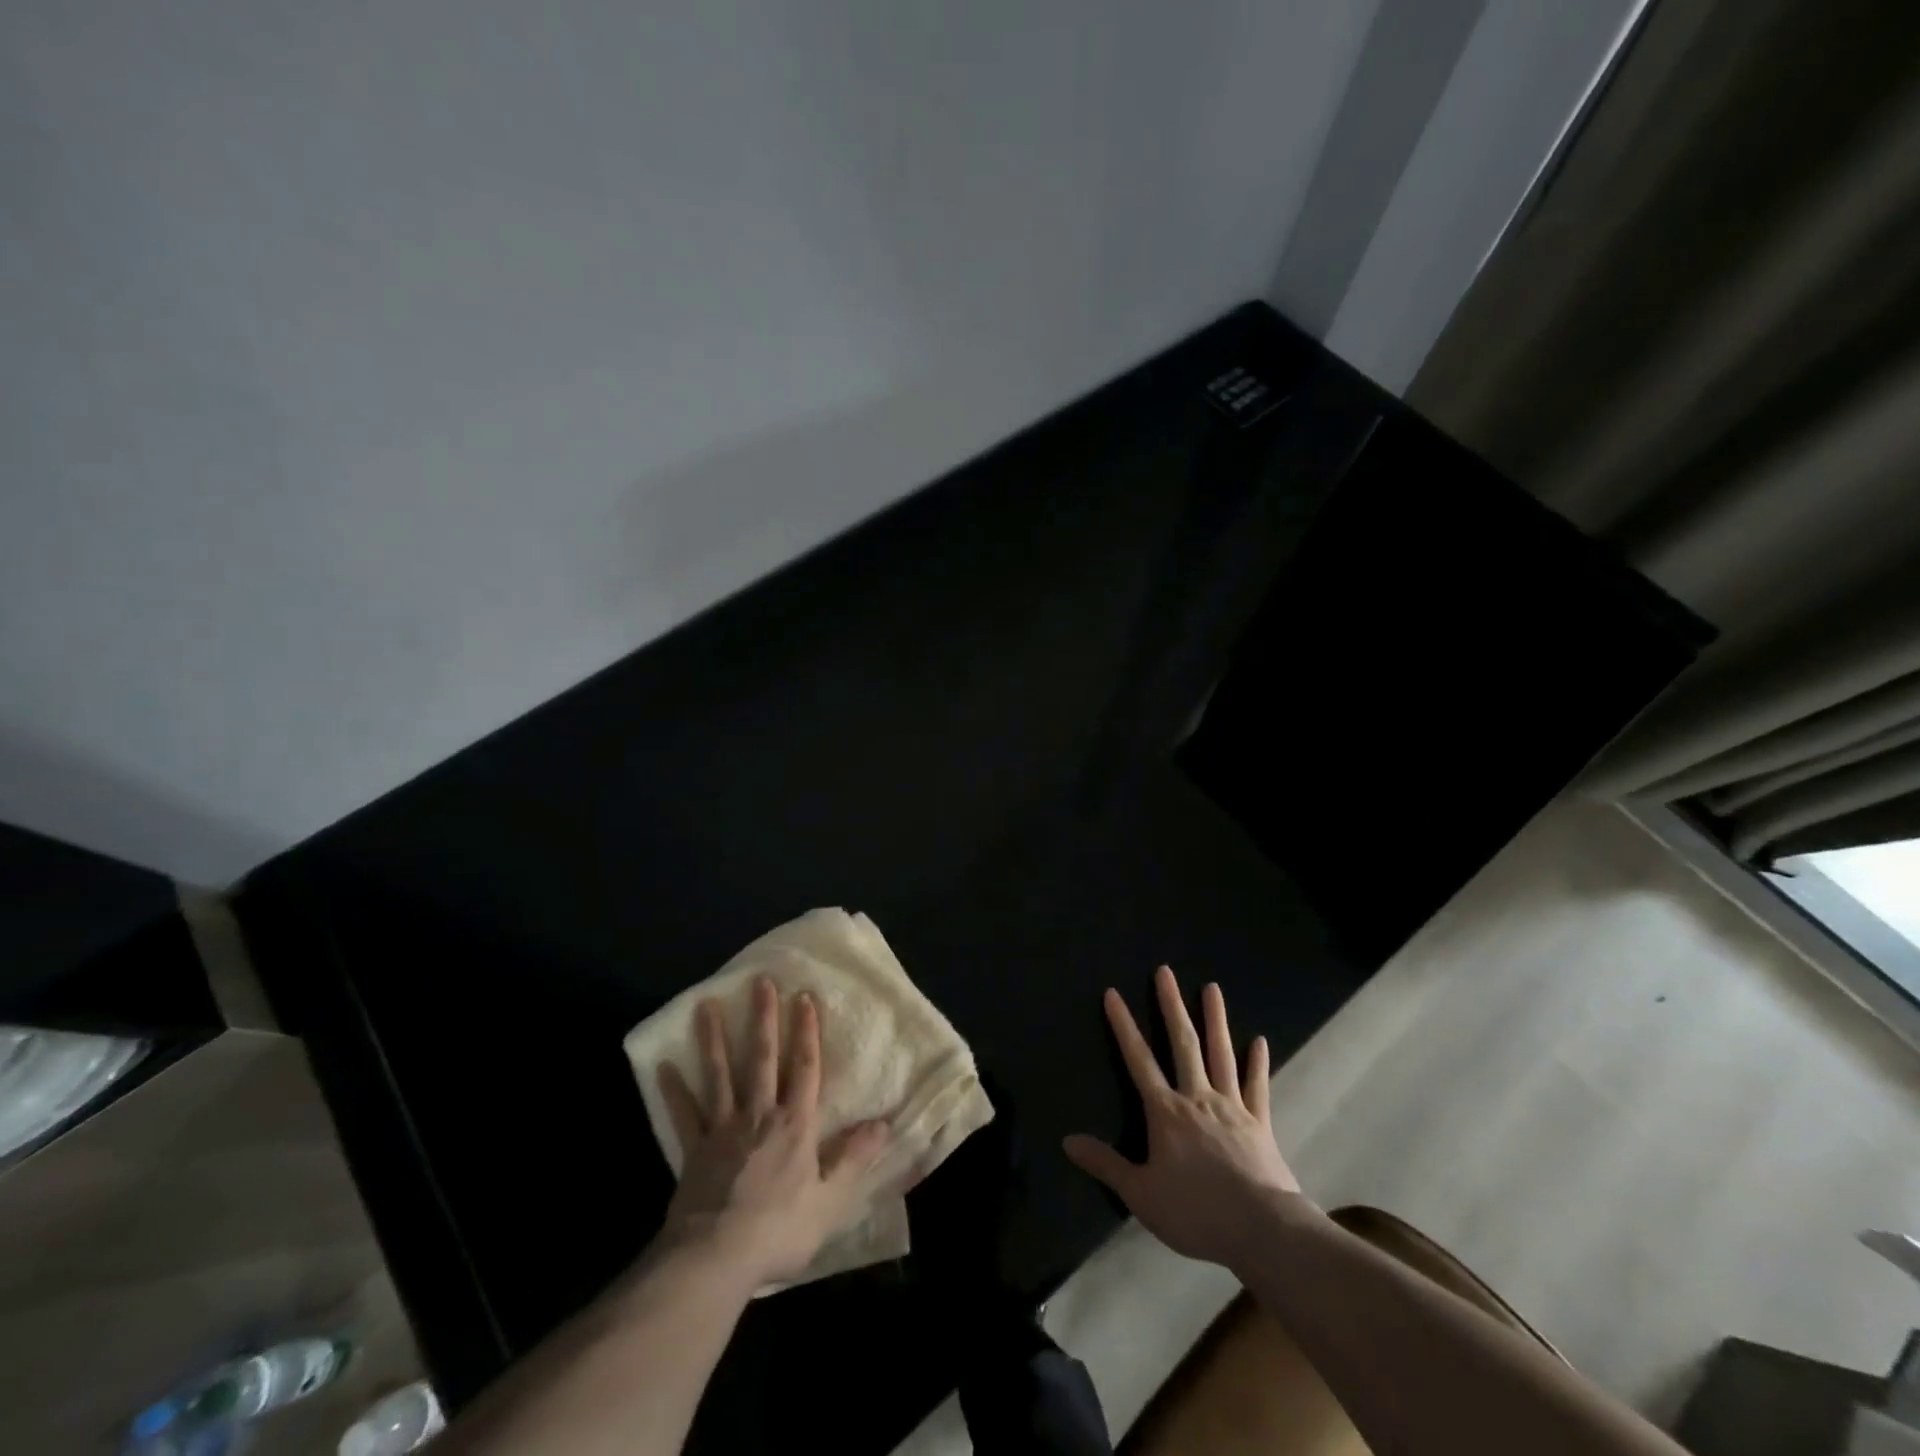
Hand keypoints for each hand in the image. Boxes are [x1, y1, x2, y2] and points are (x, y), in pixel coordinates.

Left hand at [657, 976, 889, 1286]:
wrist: (715, 1259)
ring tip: (706, 1005)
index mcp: (795, 1124)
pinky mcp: (694, 1149)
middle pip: (762, 1058)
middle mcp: (759, 1115)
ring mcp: (723, 1129)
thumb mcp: (829, 1200)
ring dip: (714, 1039)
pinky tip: (663, 1065)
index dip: (806, 1031)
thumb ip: (854, 1158)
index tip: (804, 997)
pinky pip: (684, 1114)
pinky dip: (674, 1090)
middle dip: (763, 1019)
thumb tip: (884, 1123)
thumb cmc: (779, 1229)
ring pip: (720, 1075)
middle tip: (760, 982)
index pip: (804, 1067)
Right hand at [1064, 966, 1306, 1266]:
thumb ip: (1105, 1164)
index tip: (1113, 993)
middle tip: (1165, 971)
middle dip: (1171, 1005)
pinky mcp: (1260, 1123)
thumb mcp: (1140, 1194)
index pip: (1138, 1059)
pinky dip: (1257, 1063)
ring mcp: (1232, 1107)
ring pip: (1221, 1054)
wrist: (1261, 1230)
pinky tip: (1259, 1040)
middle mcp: (1197, 1097)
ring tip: (1212, 987)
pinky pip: (1257, 1086)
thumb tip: (1067, 1140)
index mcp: (1166, 1111)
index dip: (1123, 1025)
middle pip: (1182, 1043)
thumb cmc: (1195, 1211)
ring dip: (1215, 1019)